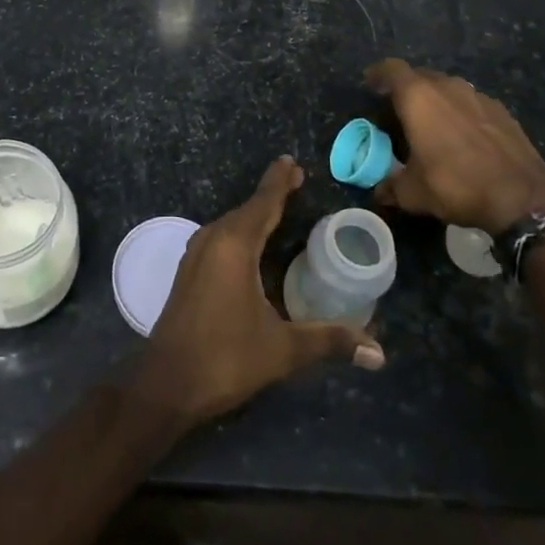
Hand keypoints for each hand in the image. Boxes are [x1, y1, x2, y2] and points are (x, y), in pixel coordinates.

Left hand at [132, 157, 384, 428]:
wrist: (166, 383)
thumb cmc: (226, 358)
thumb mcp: (282, 349)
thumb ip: (329, 341)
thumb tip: (378, 352)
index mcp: (234, 246)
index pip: (262, 203)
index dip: (279, 182)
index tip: (290, 162)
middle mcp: (212, 240)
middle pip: (246, 209)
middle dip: (270, 195)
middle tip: (295, 181)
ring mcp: (195, 256)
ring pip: (230, 224)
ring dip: (253, 214)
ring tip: (276, 207)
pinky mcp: (188, 273)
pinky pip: (219, 238)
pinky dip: (239, 232)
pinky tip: (249, 244)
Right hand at [364, 58, 544, 235]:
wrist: (523, 197)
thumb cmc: (456, 184)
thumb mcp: (413, 193)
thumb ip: (390, 187)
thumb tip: (379, 191)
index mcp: (418, 97)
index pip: (391, 69)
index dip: (378, 74)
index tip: (370, 84)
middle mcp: (448, 87)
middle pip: (420, 76)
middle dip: (406, 90)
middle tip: (398, 112)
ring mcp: (478, 96)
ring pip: (448, 89)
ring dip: (436, 101)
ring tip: (431, 125)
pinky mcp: (502, 111)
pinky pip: (471, 104)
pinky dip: (461, 113)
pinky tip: (463, 138)